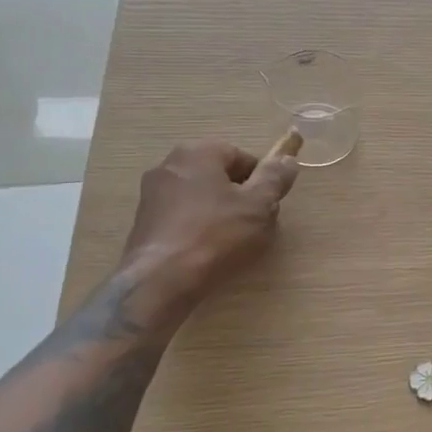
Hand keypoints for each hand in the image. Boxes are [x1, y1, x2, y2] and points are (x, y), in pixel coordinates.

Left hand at [118, 140, 299, 300]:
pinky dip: (197, 228)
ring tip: (231, 243)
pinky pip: (182, 217)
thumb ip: (275, 178)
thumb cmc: (217, 236)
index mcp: (199, 152)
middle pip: (218, 176)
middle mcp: (170, 164)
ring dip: (218, 213)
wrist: (161, 280)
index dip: (261, 182)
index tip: (267, 207)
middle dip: (239, 197)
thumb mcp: (259, 206)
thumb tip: (287, 159)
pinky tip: (206, 252)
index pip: (241, 157)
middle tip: (253, 226)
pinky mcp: (143, 221)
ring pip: (200, 197)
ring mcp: (152, 193)